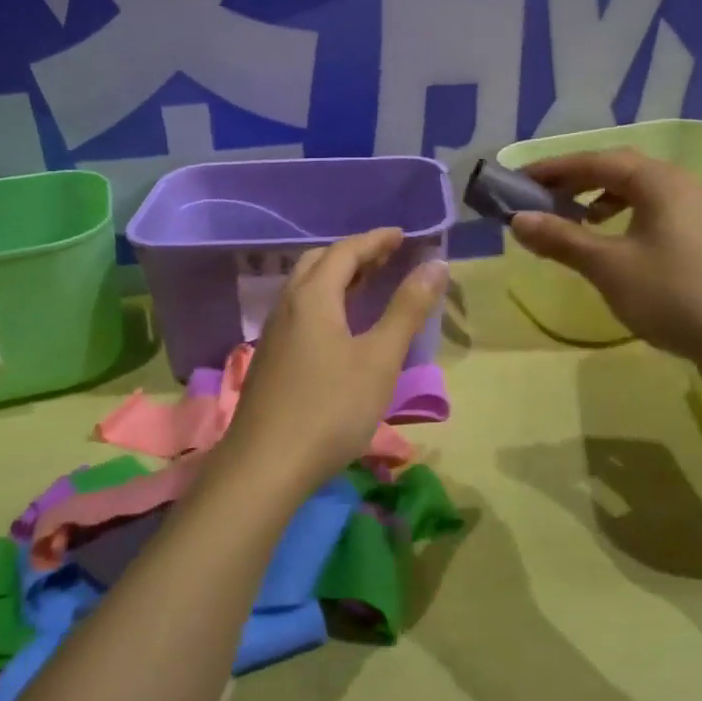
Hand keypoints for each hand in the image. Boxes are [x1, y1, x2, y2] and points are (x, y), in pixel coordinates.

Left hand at [226, 229, 448, 486]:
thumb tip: (436, 264)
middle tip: (386, 256)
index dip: (376, 240)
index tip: (402, 235)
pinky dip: (325, 300)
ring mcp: (274, 333)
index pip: (346, 251)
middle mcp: (288, 305)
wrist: (266, 465)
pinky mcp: (270, 358)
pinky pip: (299, 310)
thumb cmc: (331, 408)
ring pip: (305, 287)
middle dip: (354, 253)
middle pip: (319, 262)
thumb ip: (407, 309)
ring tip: (367, 283)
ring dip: (337, 276)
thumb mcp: (379, 359)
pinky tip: (339, 325)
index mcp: (313, 297)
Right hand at [509, 149, 701, 369]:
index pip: (595, 160)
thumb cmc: (673, 294)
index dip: (553, 168)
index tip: (519, 181)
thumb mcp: (608, 266)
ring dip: (601, 201)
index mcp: (658, 180)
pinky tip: (616, 249)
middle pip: (619, 171)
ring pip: (639, 194)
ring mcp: (699, 213)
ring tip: (576, 222)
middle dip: (576, 182)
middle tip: (542, 199)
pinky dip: (625, 220)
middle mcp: (681, 186)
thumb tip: (518, 220)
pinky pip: (655, 215)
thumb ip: (561, 239)